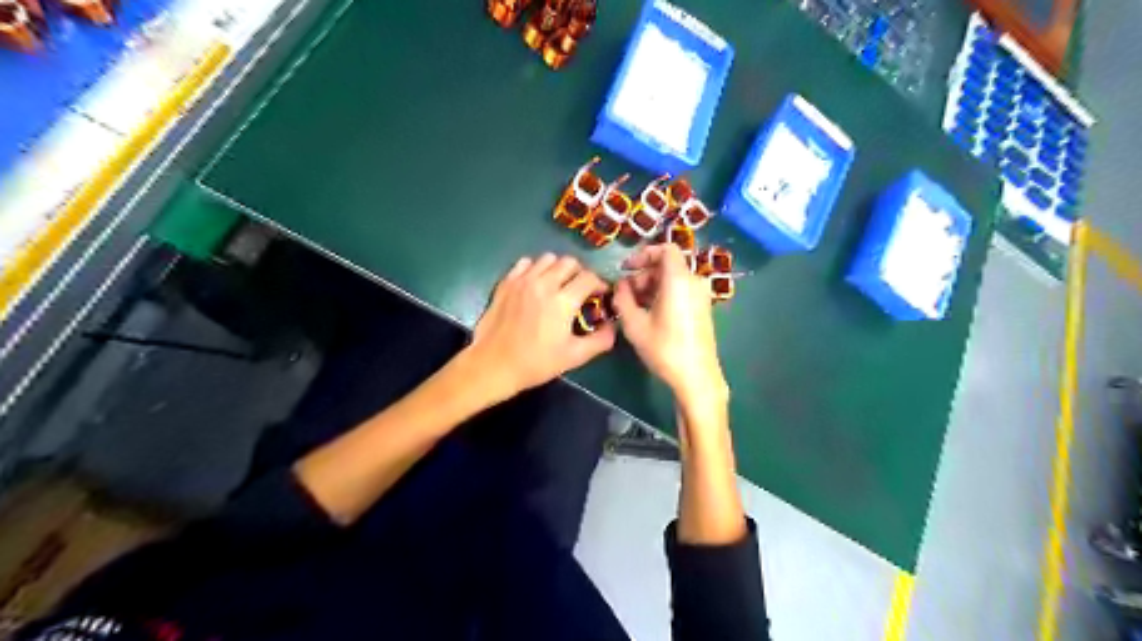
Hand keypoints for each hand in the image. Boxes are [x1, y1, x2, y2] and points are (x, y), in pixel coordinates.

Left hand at [465, 252, 615, 400]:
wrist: (494, 365)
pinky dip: (535, 268)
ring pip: (548, 259)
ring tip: (558, 285)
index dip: (600, 284)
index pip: (590, 277)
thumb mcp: (574, 357)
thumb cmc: (536, 363)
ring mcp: (522, 280)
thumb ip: (600, 340)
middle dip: (580, 273)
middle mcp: (544, 283)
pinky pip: (526, 263)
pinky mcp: (506, 282)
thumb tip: (612, 326)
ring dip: (558, 268)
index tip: (599, 295)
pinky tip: (536, 284)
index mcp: (563, 301)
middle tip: (580, 290)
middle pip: (570, 262)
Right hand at [612, 243, 725, 408]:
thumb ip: (623, 298)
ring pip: (673, 279)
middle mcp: (694, 282)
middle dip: (643, 275)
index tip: (627, 268)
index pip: (666, 249)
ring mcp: (701, 296)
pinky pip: (681, 291)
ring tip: (634, 307)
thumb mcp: (634, 324)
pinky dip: (664, 294)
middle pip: (667, 265)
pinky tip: (650, 315)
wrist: (697, 376)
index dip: (644, 254)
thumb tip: (620, 285)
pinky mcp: (703, 309)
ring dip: (651, 286)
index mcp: (679, 280)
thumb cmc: (664, 349)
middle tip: (626, 295)